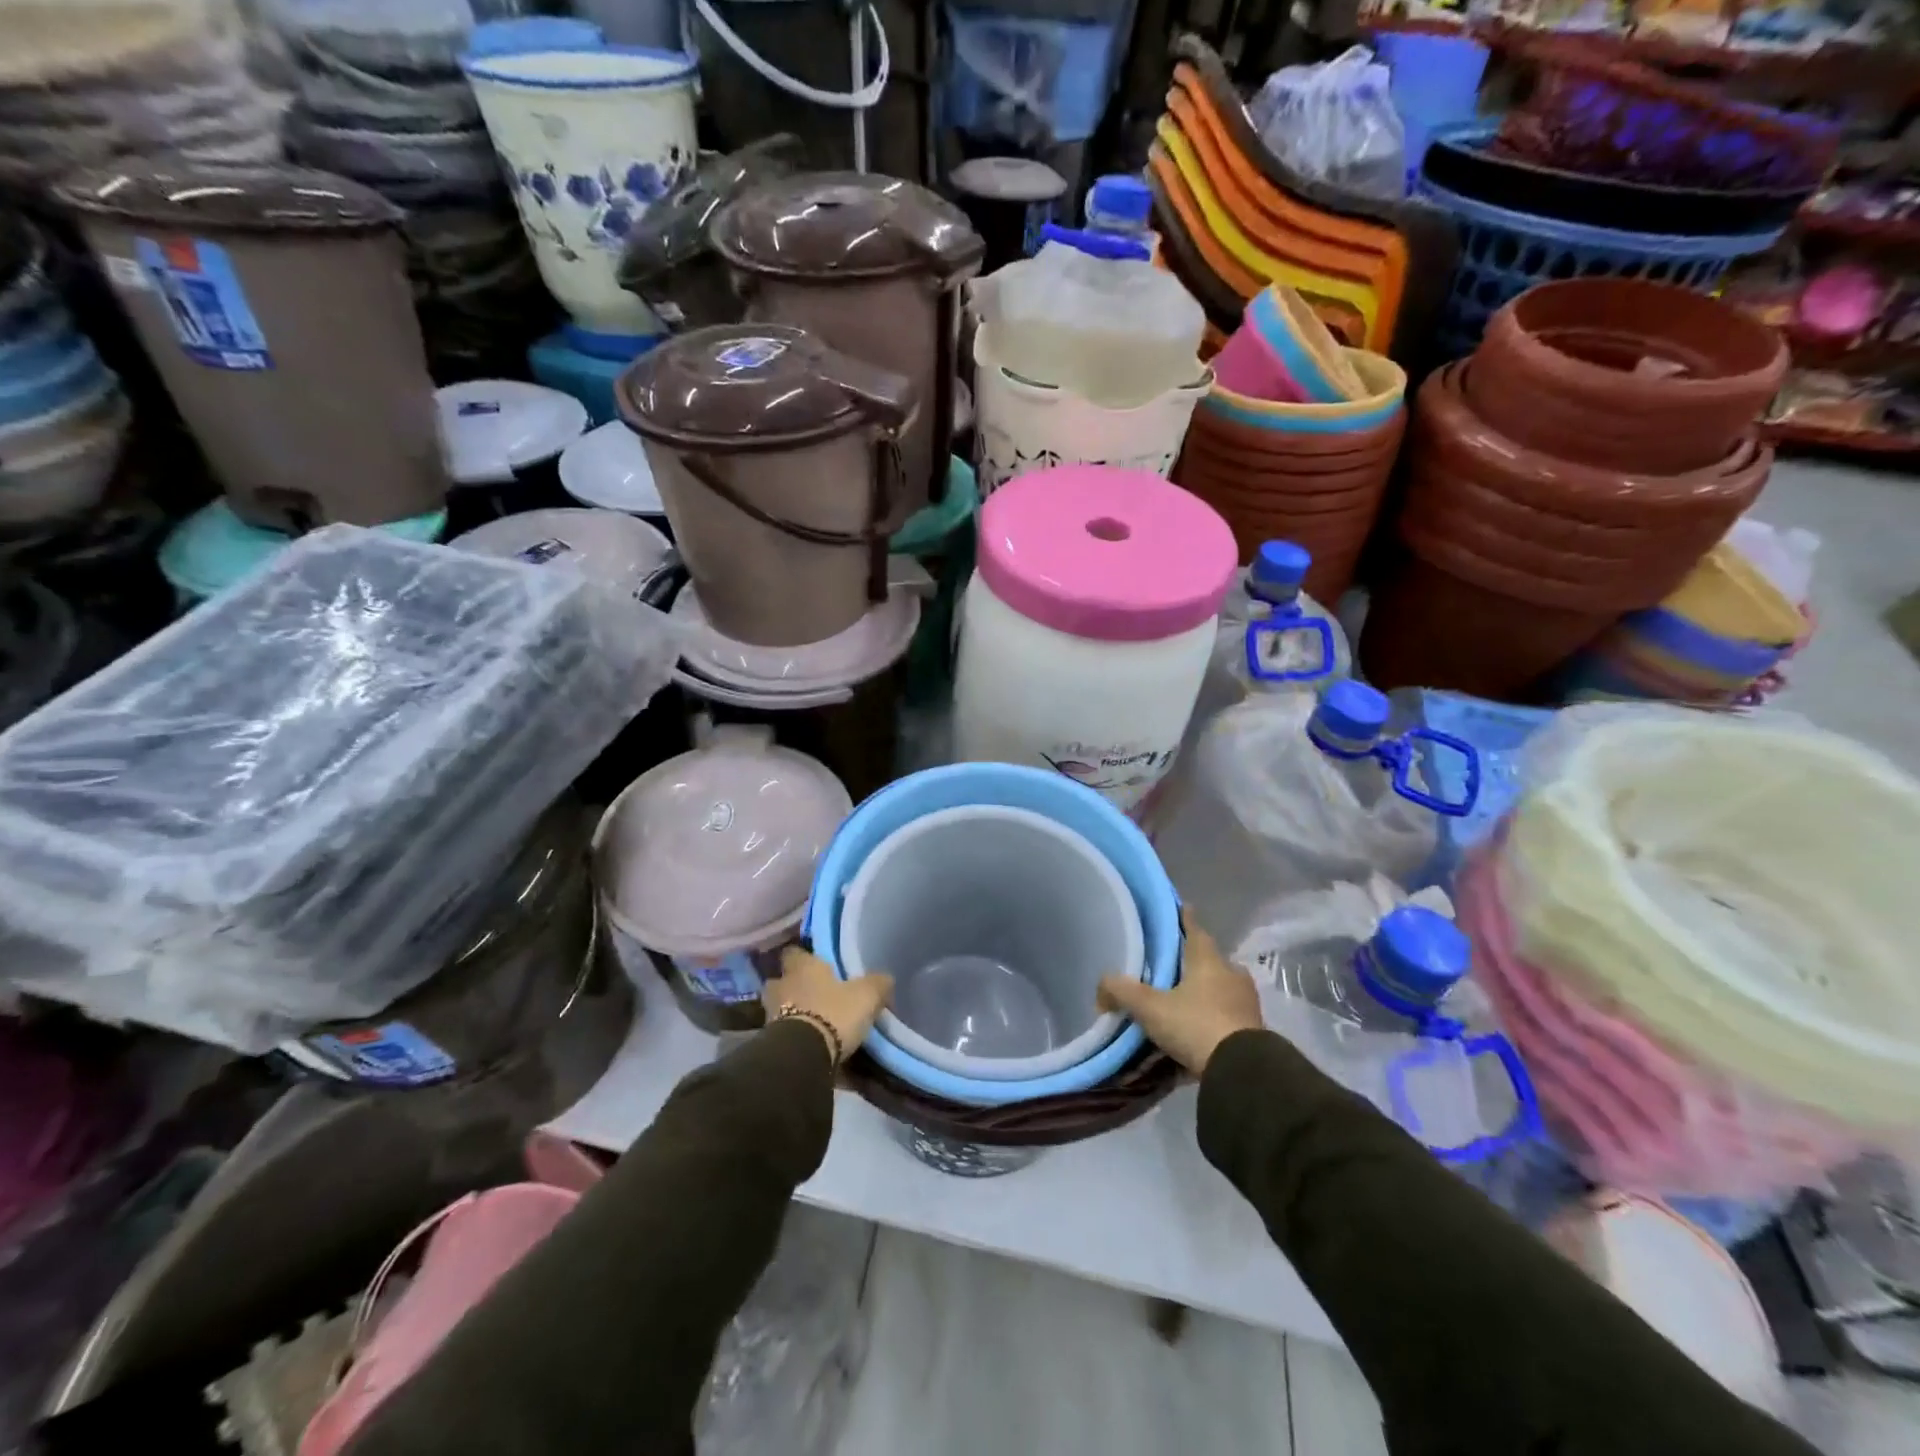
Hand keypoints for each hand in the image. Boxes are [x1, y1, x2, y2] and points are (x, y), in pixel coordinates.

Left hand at [761, 946, 892, 1065]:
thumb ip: (877, 983)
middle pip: (783, 981)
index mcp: (802, 966)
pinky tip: (811, 1045)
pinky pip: (783, 1034)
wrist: (802, 1057)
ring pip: (780, 1008)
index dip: (805, 957)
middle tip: (816, 995)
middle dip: (795, 987)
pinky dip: (793, 1038)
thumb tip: (885, 979)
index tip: (818, 964)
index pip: (794, 952)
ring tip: (814, 1023)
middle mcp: (782, 985)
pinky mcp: (770, 1042)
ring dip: (792, 1013)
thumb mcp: (867, 995)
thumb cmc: (833, 1013)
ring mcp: (770, 1015)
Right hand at [1097, 907, 1263, 1074]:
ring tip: (1183, 999)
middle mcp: (1232, 975)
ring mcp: (1246, 1004)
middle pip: (1212, 960)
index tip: (1181, 908)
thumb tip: (1101, 986)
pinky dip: (1214, 1017)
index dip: (1186, 919)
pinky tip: (1198, 1029)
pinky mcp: (1253, 1032)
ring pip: (1222, 988)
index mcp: (1209, 960)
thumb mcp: (1150, 1008)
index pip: (1196, 930)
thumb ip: (1122, 992)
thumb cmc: (1196, 1024)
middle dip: (1195, 961)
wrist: (1242, 1071)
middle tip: (1174, 963)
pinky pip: (1228, 1016)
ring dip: (1206, 991)